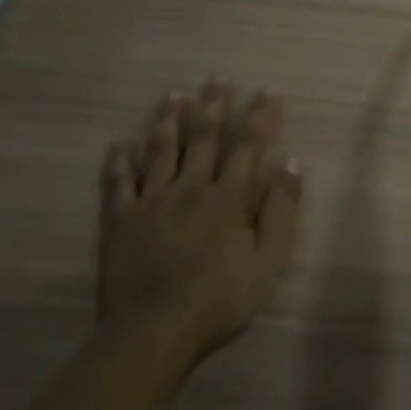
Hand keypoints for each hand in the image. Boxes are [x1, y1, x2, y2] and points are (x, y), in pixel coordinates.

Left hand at [98, 79, 304, 360]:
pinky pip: (118, 182)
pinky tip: (121, 144)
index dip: (260, 117)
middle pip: (204, 138)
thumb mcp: (269, 262)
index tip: (268, 92)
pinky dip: (119, 161)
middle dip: (215, 105)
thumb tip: (292, 163)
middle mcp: (190, 188)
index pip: (248, 146)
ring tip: (175, 95)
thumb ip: (282, 210)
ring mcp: (151, 201)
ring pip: (161, 150)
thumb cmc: (220, 300)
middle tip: (218, 78)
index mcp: (229, 198)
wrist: (154, 332)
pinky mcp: (121, 220)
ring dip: (170, 120)